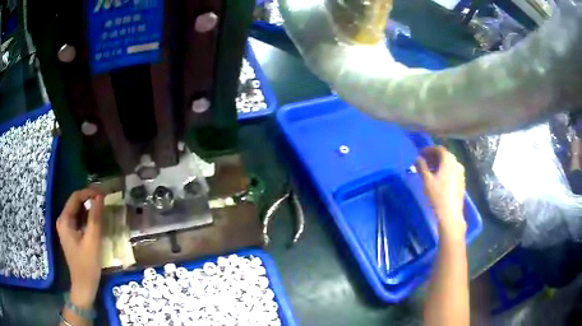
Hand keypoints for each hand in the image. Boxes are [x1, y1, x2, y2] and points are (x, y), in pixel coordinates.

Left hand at [56, 189, 103, 308]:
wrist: (84, 286)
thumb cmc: (87, 265)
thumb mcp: (92, 241)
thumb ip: (95, 218)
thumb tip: (100, 197)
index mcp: (64, 220)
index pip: (75, 197)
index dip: (89, 193)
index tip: (104, 195)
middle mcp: (63, 221)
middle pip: (76, 203)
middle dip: (90, 200)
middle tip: (105, 202)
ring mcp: (66, 228)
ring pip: (78, 211)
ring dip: (90, 209)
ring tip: (103, 210)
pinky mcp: (71, 235)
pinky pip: (79, 220)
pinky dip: (88, 218)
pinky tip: (97, 222)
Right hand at [415, 146, 466, 237]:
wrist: (450, 213)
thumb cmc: (437, 195)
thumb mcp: (426, 180)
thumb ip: (421, 166)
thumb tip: (417, 158)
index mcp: (449, 160)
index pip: (439, 149)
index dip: (429, 149)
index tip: (420, 154)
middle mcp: (457, 163)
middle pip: (444, 156)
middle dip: (433, 157)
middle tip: (423, 162)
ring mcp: (461, 173)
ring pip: (449, 164)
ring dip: (439, 165)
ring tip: (429, 171)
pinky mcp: (461, 182)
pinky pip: (452, 171)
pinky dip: (444, 171)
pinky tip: (438, 179)